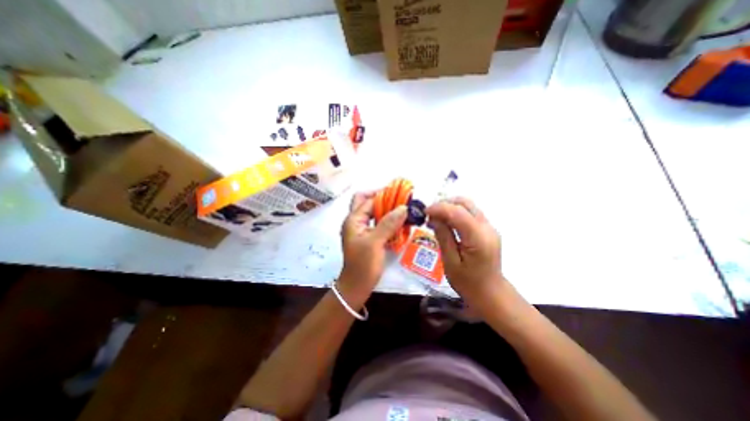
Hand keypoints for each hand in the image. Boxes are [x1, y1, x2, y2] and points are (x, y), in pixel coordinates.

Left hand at [342, 192, 409, 297]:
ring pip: (372, 212)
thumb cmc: (363, 265)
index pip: (369, 200)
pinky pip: (377, 223)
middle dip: (381, 198)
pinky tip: (398, 223)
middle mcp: (355, 221)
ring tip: (401, 209)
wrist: (357, 286)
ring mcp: (361, 229)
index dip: (384, 195)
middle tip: (398, 199)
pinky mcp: (367, 237)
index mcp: (353, 220)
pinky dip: (386, 220)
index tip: (400, 193)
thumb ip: (388, 223)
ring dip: (385, 209)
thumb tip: (403, 207)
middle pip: (366, 202)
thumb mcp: (375, 242)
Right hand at [427, 198, 502, 314]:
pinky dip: (456, 213)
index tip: (424, 212)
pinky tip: (446, 223)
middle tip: (429, 215)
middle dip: (444, 204)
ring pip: (468, 205)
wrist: (490, 293)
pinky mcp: (487, 229)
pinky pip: (470, 213)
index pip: (457, 212)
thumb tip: (434, 218)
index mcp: (478, 238)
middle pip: (465, 203)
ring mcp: (489, 227)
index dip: (439, 208)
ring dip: (450, 207)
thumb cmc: (468, 283)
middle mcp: (487, 227)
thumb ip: (443, 237)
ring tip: (436, 218)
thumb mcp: (450, 262)